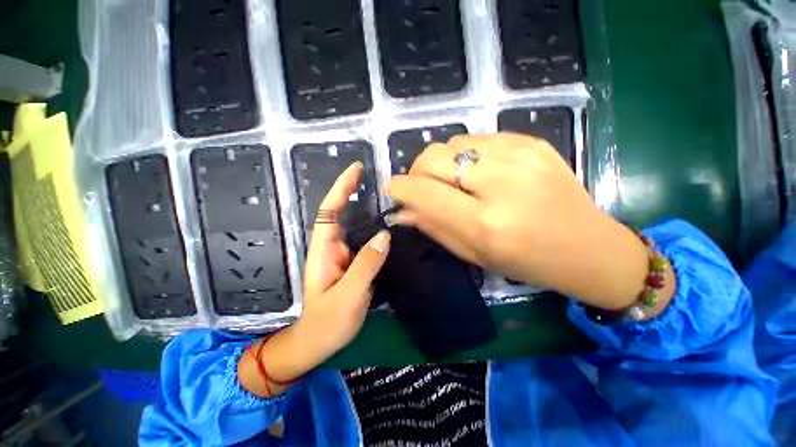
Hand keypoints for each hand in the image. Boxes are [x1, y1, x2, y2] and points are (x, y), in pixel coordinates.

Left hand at [297, 161, 390, 353]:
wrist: (318, 342)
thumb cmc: (328, 322)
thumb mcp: (348, 295)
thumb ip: (366, 265)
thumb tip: (384, 236)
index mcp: (324, 249)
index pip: (330, 210)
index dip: (342, 188)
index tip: (356, 169)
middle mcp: (332, 246)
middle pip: (341, 212)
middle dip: (353, 190)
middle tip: (375, 175)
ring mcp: (343, 254)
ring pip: (353, 224)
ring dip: (365, 206)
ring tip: (384, 193)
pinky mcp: (352, 262)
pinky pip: (363, 238)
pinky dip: (373, 226)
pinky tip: (387, 223)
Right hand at [390, 133, 672, 311]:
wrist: (588, 247)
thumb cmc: (527, 262)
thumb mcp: (474, 254)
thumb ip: (434, 227)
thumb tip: (402, 211)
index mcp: (485, 222)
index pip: (424, 192)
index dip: (400, 188)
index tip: (395, 190)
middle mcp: (501, 184)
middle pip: (433, 156)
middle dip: (417, 171)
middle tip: (423, 186)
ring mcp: (520, 157)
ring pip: (453, 143)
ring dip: (442, 162)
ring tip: (454, 180)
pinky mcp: (533, 142)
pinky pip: (480, 138)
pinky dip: (467, 154)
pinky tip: (480, 171)